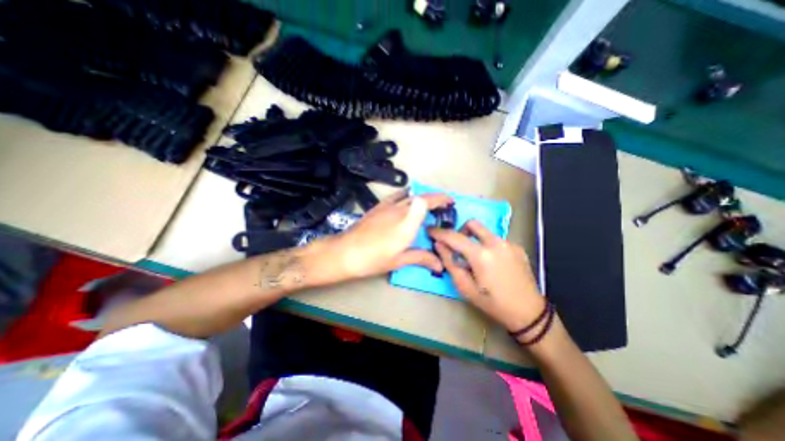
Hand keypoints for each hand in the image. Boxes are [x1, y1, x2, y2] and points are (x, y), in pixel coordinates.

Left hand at [327, 189, 453, 280]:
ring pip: (409, 195)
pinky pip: (396, 196)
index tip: (450, 202)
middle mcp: (398, 210)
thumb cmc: (374, 259)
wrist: (346, 252)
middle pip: (420, 197)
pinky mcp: (378, 207)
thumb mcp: (399, 261)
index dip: (441, 199)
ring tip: (427, 205)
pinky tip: (405, 203)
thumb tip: (439, 265)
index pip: (427, 203)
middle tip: (443, 206)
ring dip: (421, 196)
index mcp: (406, 224)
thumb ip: (421, 258)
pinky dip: (406, 195)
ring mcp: (386, 206)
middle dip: (435, 198)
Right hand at [429, 222, 547, 331]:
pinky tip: (491, 263)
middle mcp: (496, 243)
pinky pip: (496, 239)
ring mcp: (509, 243)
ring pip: (485, 231)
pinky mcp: (517, 247)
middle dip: (460, 230)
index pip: (454, 237)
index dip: (439, 232)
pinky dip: (487, 245)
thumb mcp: (465, 287)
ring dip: (475, 239)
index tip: (430, 230)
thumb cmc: (492, 303)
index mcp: (481, 255)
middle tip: (457, 246)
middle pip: (472, 223)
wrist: (529, 312)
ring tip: (475, 258)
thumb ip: (450, 263)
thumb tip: (439, 245)